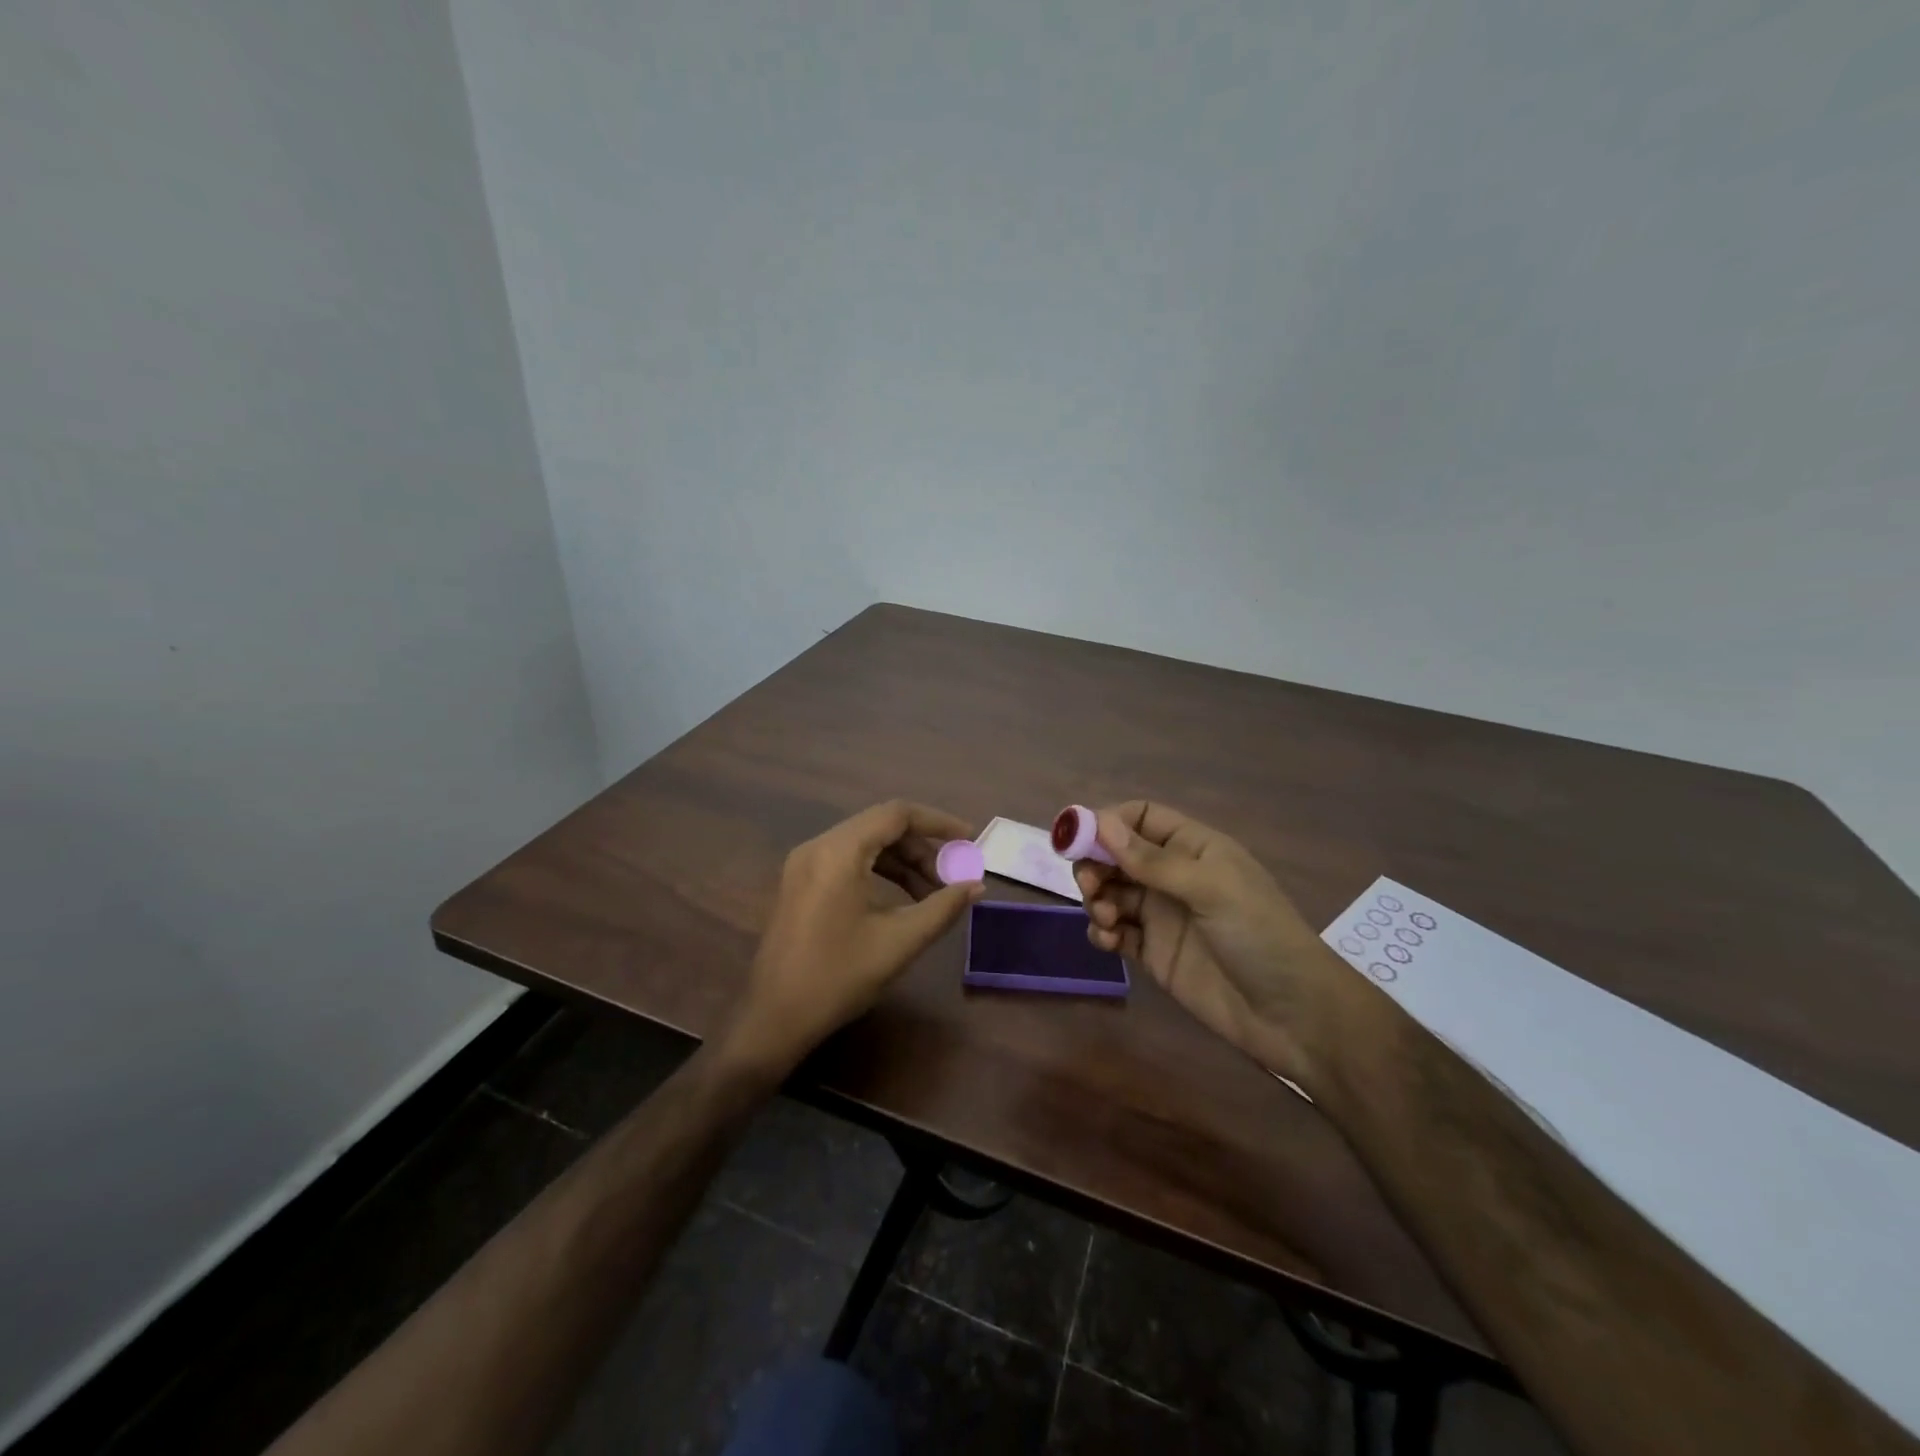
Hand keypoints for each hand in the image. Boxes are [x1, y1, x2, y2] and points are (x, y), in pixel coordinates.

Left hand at [720, 800, 984, 1075]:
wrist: (775, 1019)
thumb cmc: (839, 977)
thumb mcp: (900, 942)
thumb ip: (942, 907)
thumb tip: (976, 886)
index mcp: (838, 852)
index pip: (896, 814)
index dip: (938, 823)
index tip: (969, 839)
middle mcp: (817, 846)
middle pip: (881, 826)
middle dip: (922, 848)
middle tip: (952, 878)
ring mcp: (804, 864)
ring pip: (865, 844)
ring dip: (902, 862)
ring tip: (933, 893)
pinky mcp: (800, 883)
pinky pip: (848, 860)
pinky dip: (879, 871)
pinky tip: (902, 900)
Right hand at [1074, 802, 1357, 1087]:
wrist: (1293, 1016)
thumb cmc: (1259, 935)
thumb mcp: (1211, 888)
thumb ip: (1152, 860)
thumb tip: (1100, 822)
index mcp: (1192, 848)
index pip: (1140, 817)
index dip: (1107, 822)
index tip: (1077, 838)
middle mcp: (1173, 876)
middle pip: (1116, 855)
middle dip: (1095, 864)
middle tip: (1090, 886)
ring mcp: (1161, 915)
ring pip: (1111, 892)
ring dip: (1098, 899)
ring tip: (1109, 919)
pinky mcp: (1153, 953)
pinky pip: (1115, 931)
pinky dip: (1103, 931)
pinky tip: (1110, 941)